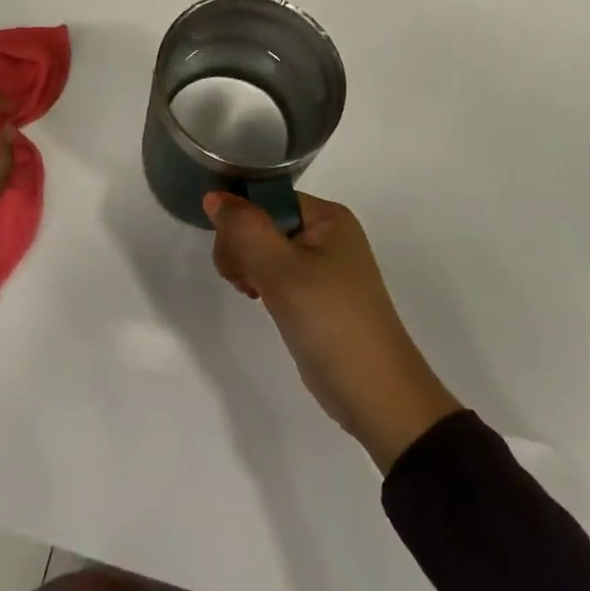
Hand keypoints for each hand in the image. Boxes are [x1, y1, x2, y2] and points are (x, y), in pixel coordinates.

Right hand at [206, 191, 461, 472]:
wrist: (375, 394)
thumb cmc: (330, 321)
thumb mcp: (282, 270)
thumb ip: (244, 229)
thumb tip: (214, 197)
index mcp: (328, 217)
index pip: (266, 199)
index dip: (241, 222)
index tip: (231, 257)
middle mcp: (328, 234)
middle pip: (264, 222)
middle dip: (242, 247)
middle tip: (243, 282)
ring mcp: (323, 265)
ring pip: (266, 248)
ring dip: (248, 267)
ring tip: (251, 293)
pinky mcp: (316, 294)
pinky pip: (277, 272)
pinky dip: (262, 282)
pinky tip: (258, 300)